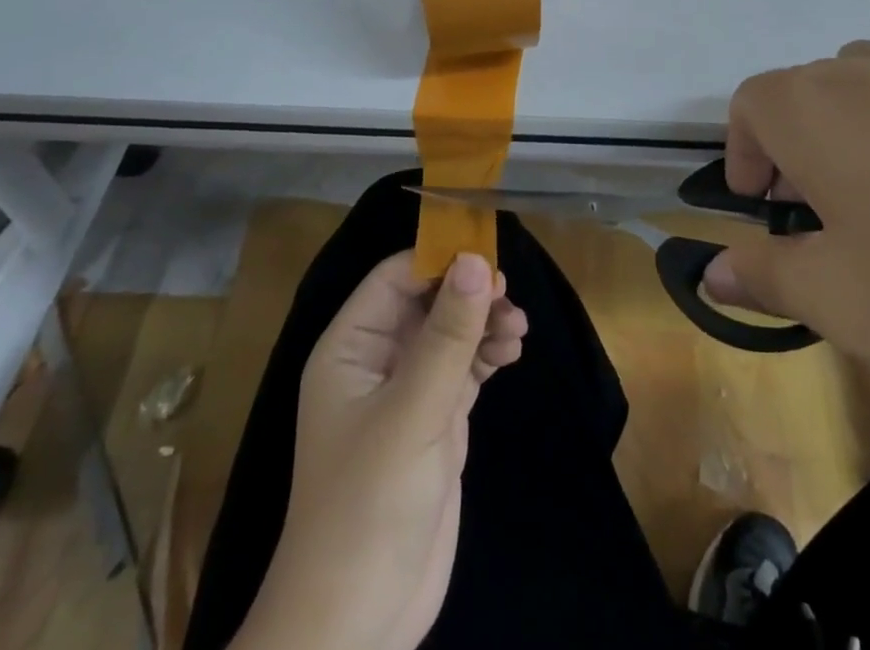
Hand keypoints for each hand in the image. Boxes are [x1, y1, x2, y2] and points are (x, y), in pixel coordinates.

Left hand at [239, 251, 526, 649]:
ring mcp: (407, 392)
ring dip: (484, 323)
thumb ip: (447, 335)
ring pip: (450, 332)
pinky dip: (487, 354)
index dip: (439, 260)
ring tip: (518, 332)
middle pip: (428, 301)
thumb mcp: (412, 413)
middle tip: (509, 298)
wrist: (358, 624)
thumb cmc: (368, 505)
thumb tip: (476, 259)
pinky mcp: (434, 422)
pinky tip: (511, 354)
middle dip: (469, 294)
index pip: (396, 278)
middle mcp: (377, 360)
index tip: (489, 257)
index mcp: (351, 347)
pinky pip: (464, 367)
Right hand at [703, 40, 869, 385]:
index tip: (761, 207)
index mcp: (812, 105)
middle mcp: (867, 72)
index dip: (744, 153)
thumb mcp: (842, 297)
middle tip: (822, 218)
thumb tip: (713, 272)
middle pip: (806, 93)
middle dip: (797, 149)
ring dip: (857, 139)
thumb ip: (766, 277)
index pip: (750, 105)